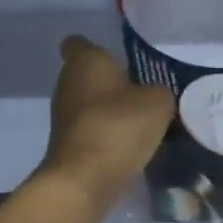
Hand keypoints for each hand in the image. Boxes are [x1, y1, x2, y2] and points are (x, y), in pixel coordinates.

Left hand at [40, 36, 174, 208]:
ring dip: (112, 111)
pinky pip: (92, 130)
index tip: (121, 59)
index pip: (79, 43)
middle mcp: (67, 83)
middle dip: (113, 83)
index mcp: (84, 61)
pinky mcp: (67, 144)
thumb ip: (159, 92)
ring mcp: (63, 116)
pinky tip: (132, 147)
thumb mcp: (158, 103)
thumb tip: (153, 97)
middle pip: (89, 76)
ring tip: (144, 122)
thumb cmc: (118, 126)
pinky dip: (108, 136)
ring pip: (91, 104)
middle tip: (145, 93)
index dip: (97, 48)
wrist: (84, 180)